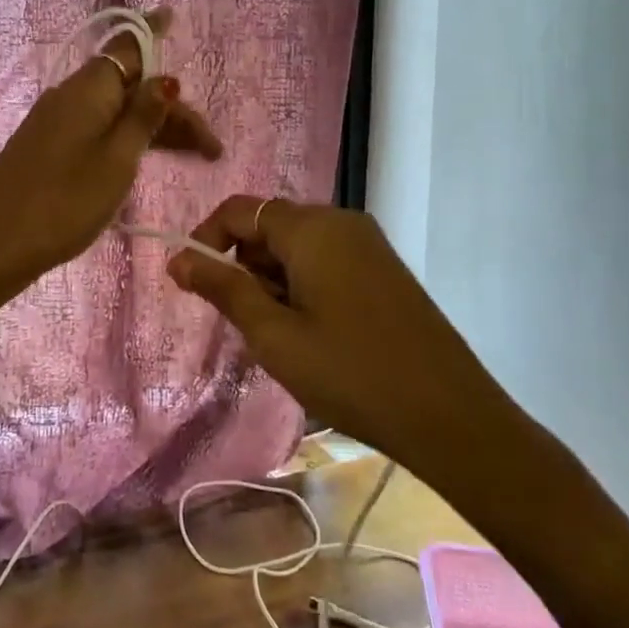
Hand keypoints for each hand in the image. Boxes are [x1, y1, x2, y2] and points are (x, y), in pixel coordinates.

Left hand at [0, 9, 222, 284]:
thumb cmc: (64, 201)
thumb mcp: (117, 160)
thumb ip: (143, 118)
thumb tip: (165, 78)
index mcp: (89, 89)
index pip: (128, 47)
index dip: (153, 32)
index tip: (173, 15)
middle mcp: (71, 96)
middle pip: (130, 86)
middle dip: (172, 108)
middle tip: (211, 147)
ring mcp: (56, 121)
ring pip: (115, 110)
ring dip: (154, 127)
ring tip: (194, 156)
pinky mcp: (48, 146)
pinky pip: (98, 128)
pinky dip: (128, 137)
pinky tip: (145, 156)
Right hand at [165, 196, 519, 472]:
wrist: (450, 417)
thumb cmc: (350, 373)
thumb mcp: (274, 334)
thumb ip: (223, 288)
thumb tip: (178, 259)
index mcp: (312, 228)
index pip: (239, 210)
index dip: (206, 240)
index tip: (191, 283)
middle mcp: (341, 222)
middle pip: (269, 225)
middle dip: (242, 265)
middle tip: (240, 322)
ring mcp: (368, 245)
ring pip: (297, 247)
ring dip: (272, 280)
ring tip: (277, 336)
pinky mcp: (384, 270)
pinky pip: (326, 261)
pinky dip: (302, 286)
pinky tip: (311, 334)